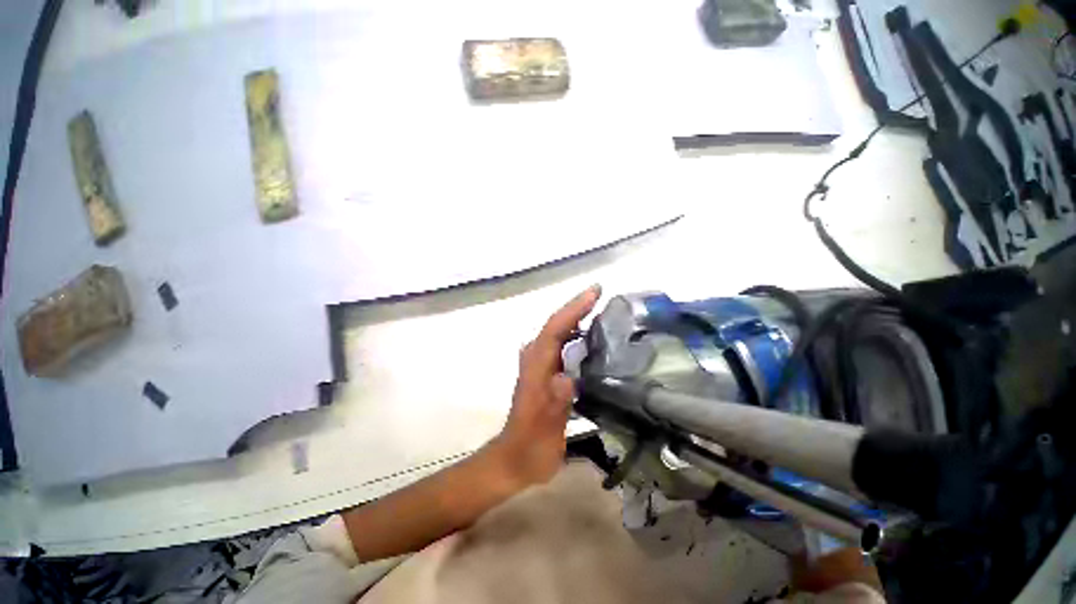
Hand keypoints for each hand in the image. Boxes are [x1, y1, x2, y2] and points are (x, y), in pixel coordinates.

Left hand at [494, 285, 601, 486]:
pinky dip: (576, 336)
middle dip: (577, 307)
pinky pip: (562, 346)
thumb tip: (567, 379)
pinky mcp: (547, 374)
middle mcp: (537, 359)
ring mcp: (541, 366)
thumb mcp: (545, 428)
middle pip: (557, 325)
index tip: (594, 292)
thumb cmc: (531, 444)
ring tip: (601, 310)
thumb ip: (556, 403)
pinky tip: (593, 339)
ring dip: (576, 318)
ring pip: (559, 333)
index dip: (574, 308)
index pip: (554, 328)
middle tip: (601, 295)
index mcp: (536, 366)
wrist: (516, 458)